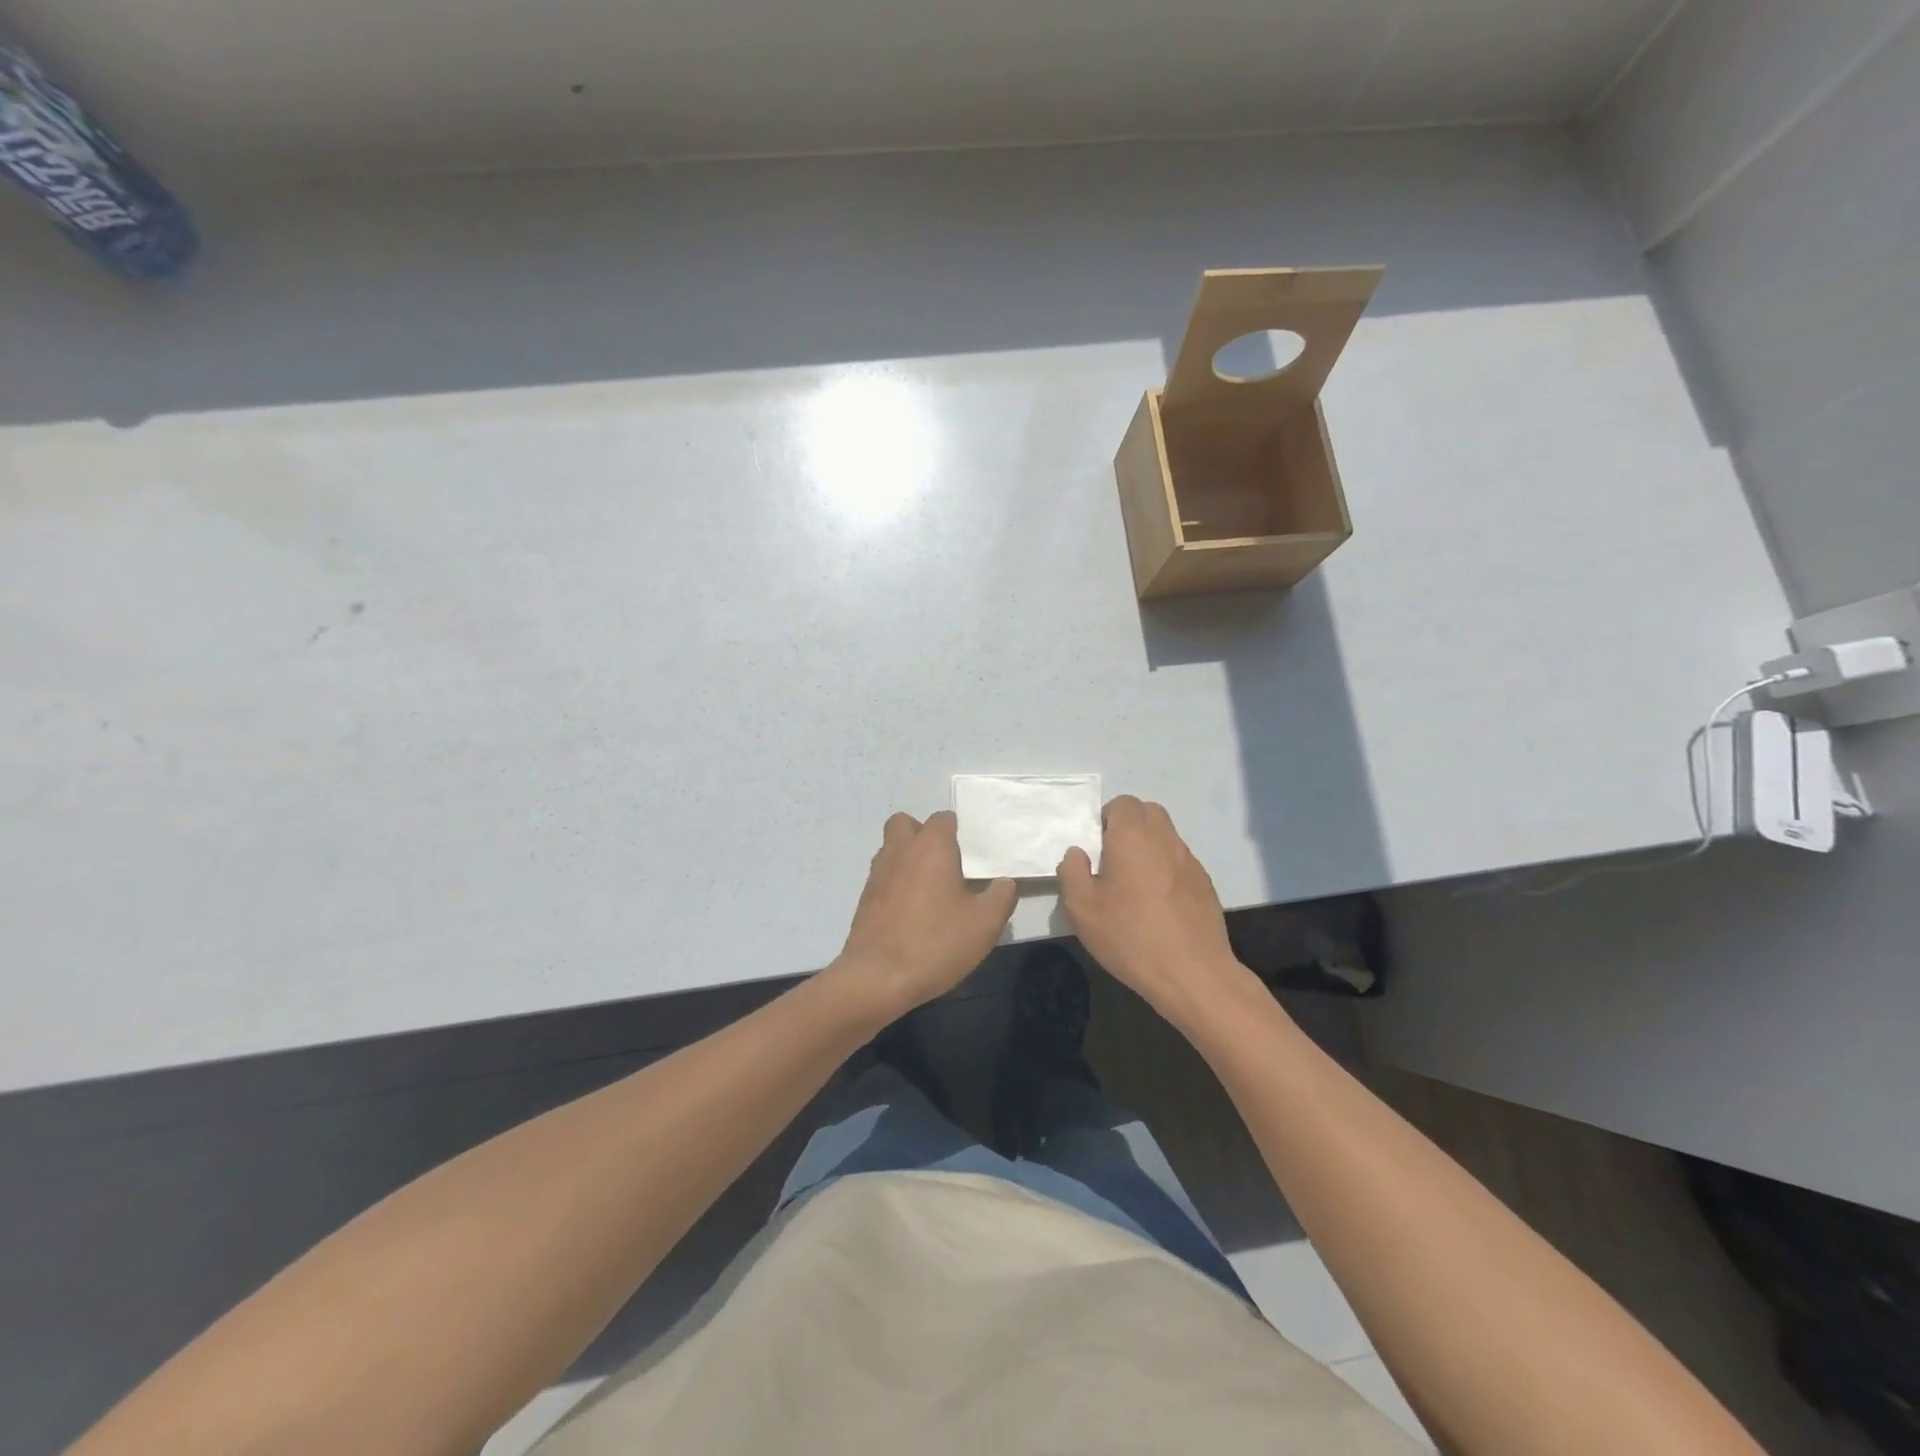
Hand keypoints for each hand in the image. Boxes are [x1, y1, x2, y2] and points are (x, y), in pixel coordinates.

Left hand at [829, 811, 1016, 1021]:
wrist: (877, 978)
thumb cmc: (935, 943)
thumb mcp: (985, 924)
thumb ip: (1001, 897)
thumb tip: (1005, 882)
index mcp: (930, 847)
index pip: (942, 819)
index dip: (957, 830)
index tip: (971, 852)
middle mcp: (900, 852)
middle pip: (905, 824)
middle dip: (923, 834)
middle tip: (945, 862)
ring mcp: (877, 875)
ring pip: (891, 850)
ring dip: (908, 859)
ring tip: (931, 889)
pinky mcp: (864, 900)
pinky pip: (883, 878)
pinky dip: (896, 885)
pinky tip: (913, 913)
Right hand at [1057, 796, 1249, 1028]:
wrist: (1193, 974)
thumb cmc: (1130, 936)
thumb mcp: (1082, 908)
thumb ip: (1072, 872)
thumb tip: (1077, 853)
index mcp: (1133, 837)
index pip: (1123, 803)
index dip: (1106, 819)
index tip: (1096, 849)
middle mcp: (1165, 840)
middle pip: (1148, 812)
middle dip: (1129, 826)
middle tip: (1112, 860)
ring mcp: (1190, 861)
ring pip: (1166, 836)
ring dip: (1148, 847)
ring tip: (1133, 885)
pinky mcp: (1205, 885)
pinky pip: (1180, 862)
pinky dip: (1166, 869)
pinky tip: (1157, 905)